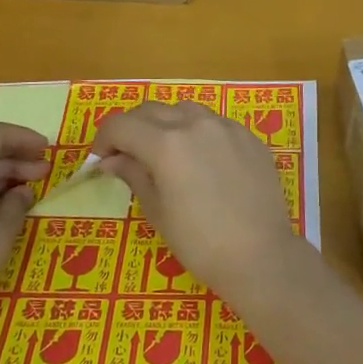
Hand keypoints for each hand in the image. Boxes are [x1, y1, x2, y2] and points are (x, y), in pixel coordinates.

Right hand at [93, 102, 313, 303]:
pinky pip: (215, 123)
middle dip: (132, 128)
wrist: (260, 254)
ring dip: (166, 124)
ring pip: (185, 110)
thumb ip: (134, 175)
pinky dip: (198, 132)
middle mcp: (196, 124)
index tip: (101, 161)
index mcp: (166, 144)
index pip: (121, 125)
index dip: (104, 139)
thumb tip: (112, 160)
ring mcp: (227, 127)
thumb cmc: (200, 242)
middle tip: (127, 156)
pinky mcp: (250, 137)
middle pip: (151, 110)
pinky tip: (202, 160)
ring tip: (165, 154)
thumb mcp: (157, 211)